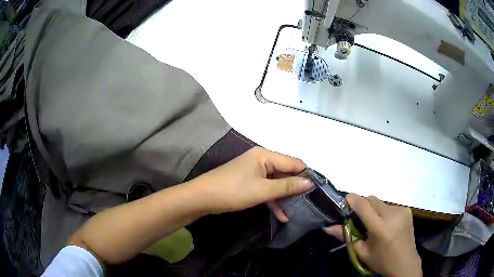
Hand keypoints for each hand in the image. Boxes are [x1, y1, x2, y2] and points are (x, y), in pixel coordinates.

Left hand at [189, 147, 312, 217]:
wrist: (203, 198)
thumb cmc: (233, 191)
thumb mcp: (263, 190)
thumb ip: (287, 186)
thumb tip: (310, 182)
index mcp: (265, 156)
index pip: (293, 162)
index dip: (305, 175)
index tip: (318, 189)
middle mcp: (261, 160)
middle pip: (285, 172)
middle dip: (296, 187)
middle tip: (310, 202)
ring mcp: (255, 172)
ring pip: (276, 183)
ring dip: (285, 197)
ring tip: (299, 210)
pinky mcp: (249, 183)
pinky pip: (266, 190)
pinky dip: (273, 201)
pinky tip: (282, 215)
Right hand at [324, 194, 421, 276]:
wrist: (405, 263)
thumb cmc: (381, 261)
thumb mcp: (362, 252)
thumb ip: (346, 237)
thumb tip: (327, 227)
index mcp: (380, 228)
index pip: (363, 205)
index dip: (352, 199)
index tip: (345, 202)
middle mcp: (393, 215)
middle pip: (372, 199)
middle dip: (363, 205)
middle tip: (360, 220)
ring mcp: (402, 210)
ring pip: (381, 202)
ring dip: (374, 210)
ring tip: (375, 225)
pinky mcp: (407, 210)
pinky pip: (390, 205)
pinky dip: (384, 212)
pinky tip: (387, 225)